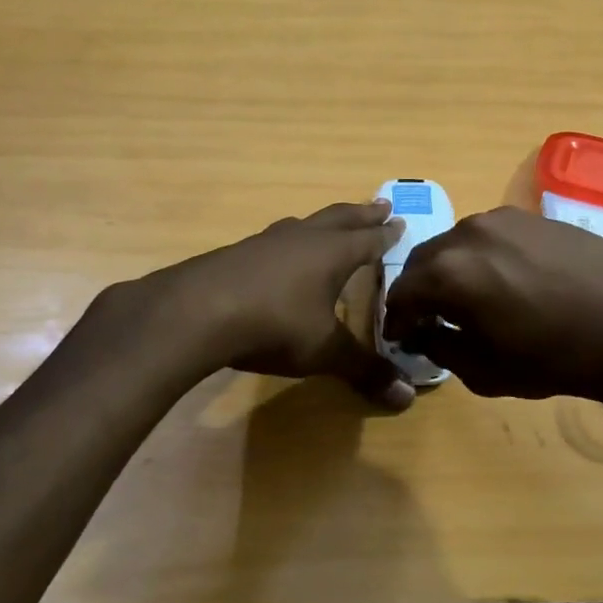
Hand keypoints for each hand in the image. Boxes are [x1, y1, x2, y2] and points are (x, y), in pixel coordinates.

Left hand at [140, 200, 413, 408]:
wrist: (196, 312)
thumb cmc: (275, 324)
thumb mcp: (324, 351)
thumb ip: (364, 370)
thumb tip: (406, 397)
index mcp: (332, 253)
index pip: (368, 239)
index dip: (386, 234)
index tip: (400, 221)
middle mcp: (303, 238)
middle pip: (340, 218)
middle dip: (362, 213)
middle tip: (380, 204)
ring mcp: (267, 242)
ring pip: (305, 224)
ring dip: (324, 223)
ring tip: (331, 224)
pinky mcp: (237, 252)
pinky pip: (275, 239)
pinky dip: (290, 240)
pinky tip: (281, 253)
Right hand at [382, 207, 602, 402]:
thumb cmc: (555, 358)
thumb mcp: (486, 371)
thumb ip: (442, 348)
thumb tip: (426, 333)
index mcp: (448, 272)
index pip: (401, 294)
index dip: (397, 320)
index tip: (403, 338)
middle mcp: (467, 233)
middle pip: (425, 261)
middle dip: (420, 291)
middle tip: (430, 319)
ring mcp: (503, 219)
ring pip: (459, 244)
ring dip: (452, 270)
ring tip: (470, 298)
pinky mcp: (533, 215)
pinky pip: (492, 236)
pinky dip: (484, 257)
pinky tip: (506, 280)